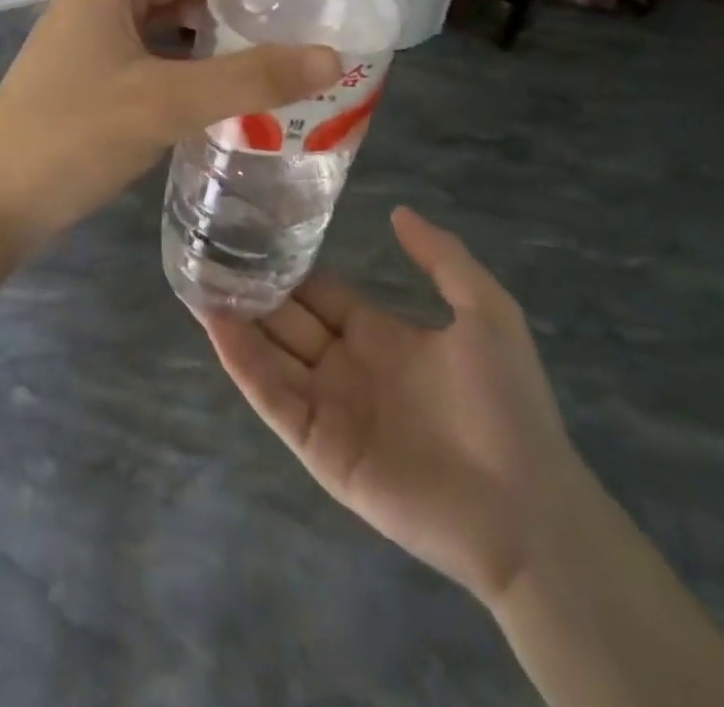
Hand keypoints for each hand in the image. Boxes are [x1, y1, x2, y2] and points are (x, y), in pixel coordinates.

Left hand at [0, 0, 340, 252]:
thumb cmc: (72, 136)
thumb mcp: (165, 102)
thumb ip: (249, 79)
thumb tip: (331, 58)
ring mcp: (93, 31)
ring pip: (166, 5)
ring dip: (215, 10)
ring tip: (275, 28)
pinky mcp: (94, 67)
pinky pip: (155, 40)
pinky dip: (193, 46)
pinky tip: (227, 71)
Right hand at [201, 207, 587, 604]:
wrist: (528, 511)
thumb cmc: (507, 405)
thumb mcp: (485, 312)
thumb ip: (441, 258)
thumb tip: (397, 211)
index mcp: (376, 335)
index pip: (318, 291)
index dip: (288, 264)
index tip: (250, 230)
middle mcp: (344, 365)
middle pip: (285, 317)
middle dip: (250, 286)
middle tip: (206, 248)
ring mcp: (327, 406)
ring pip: (269, 353)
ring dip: (233, 320)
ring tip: (195, 279)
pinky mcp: (317, 445)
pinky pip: (272, 396)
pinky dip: (242, 362)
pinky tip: (216, 326)